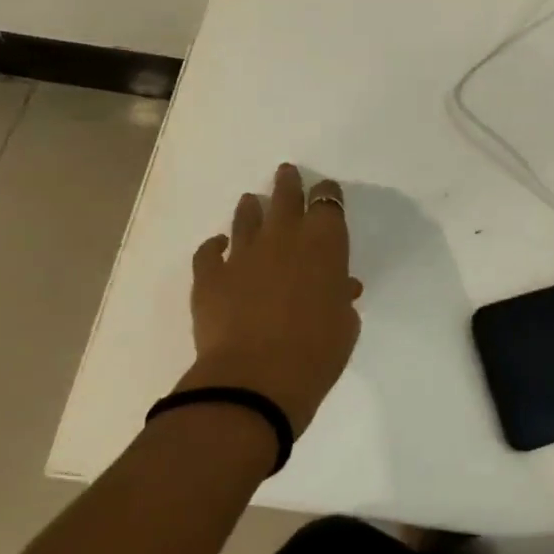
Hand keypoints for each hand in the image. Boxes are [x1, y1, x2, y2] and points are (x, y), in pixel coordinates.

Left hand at [184, 164, 362, 432]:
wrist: (256, 379)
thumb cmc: (318, 352)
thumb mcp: (345, 324)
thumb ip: (340, 298)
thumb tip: (339, 287)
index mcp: (324, 243)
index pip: (328, 203)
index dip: (328, 195)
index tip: (327, 192)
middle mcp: (284, 237)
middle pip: (286, 196)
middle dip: (288, 184)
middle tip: (286, 174)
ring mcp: (243, 253)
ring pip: (246, 217)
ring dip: (251, 208)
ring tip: (252, 202)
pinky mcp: (210, 275)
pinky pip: (208, 251)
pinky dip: (214, 246)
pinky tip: (217, 246)